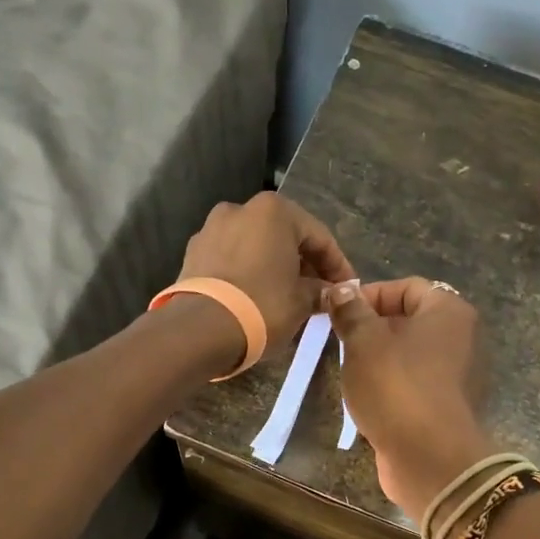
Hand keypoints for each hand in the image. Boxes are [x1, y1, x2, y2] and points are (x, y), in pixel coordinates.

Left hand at [176, 194, 355, 358]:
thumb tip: (329, 292)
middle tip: (319, 292)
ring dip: (275, 266)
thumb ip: (320, 290)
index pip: (319, 236)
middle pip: (285, 236)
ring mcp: (212, 228)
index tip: (347, 288)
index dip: (337, 265)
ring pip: (256, 246)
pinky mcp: (193, 252)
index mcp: (274, 211)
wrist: (200, 329)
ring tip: (287, 296)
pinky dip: (248, 272)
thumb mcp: (302, 301)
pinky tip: (257, 296)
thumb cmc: (262, 306)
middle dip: (304, 263)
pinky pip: (232, 258)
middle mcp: (241, 209)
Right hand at [325, 277, 491, 522]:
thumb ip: (351, 311)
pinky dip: (392, 386)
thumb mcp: (363, 342)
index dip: (369, 295)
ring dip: (379, 359)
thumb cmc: (396, 387)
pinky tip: (368, 399)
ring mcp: (459, 375)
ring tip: (350, 372)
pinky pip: (415, 383)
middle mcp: (462, 338)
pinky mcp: (448, 406)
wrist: (430, 458)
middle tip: (340, 343)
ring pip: (410, 354)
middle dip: (371, 328)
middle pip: (409, 320)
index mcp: (448, 311)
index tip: (339, 314)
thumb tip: (340, 289)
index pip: (406, 287)